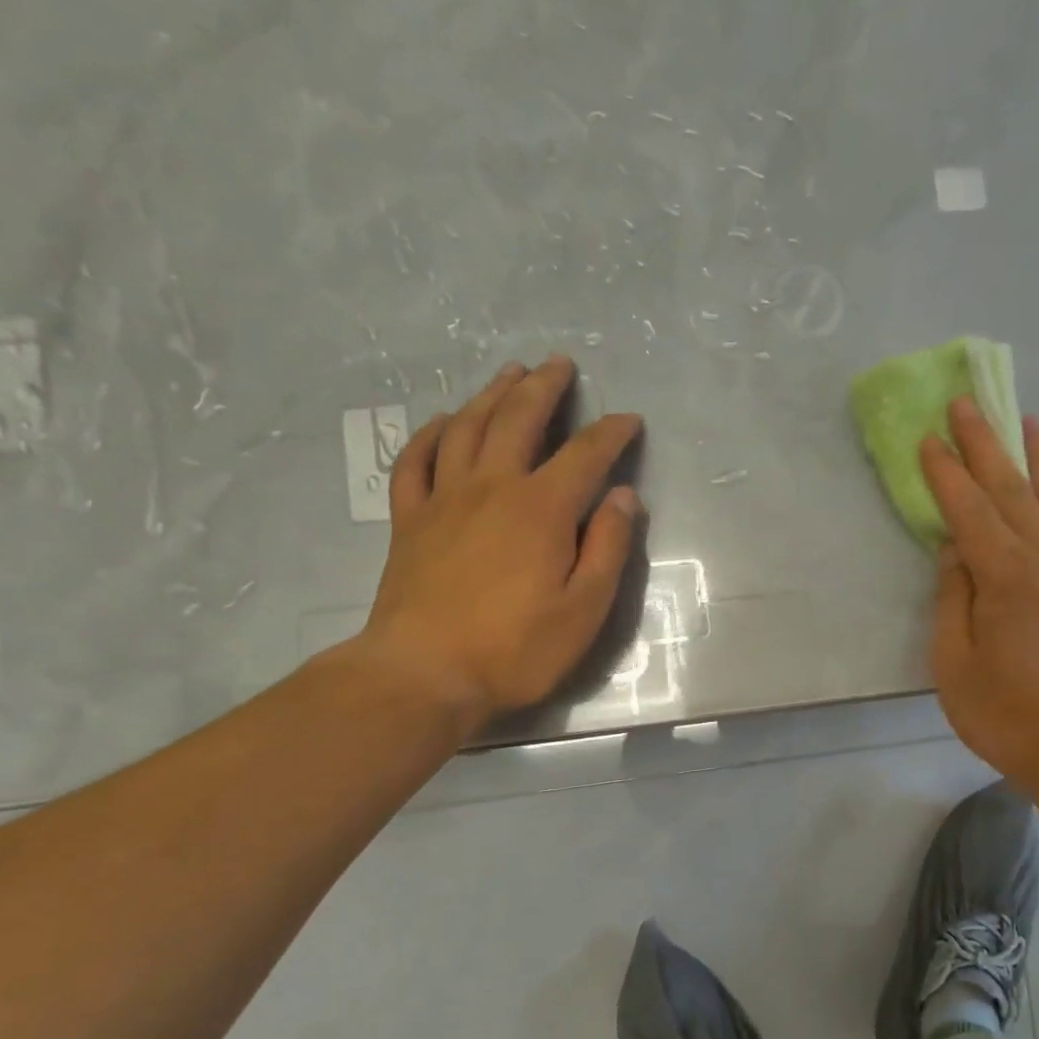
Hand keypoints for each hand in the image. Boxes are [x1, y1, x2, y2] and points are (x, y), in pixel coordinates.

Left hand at [349, 356, 642, 741]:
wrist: (424, 674)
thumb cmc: (516, 649)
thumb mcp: (585, 609)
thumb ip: (608, 548)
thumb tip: (624, 497)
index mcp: (542, 509)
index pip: (585, 454)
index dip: (611, 432)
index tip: (629, 420)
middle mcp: (492, 487)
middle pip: (518, 420)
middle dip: (544, 388)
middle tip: (560, 364)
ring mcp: (444, 500)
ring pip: (467, 427)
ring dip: (492, 394)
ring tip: (510, 373)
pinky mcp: (409, 520)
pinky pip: (416, 460)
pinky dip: (432, 432)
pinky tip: (444, 420)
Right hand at [920, 396, 1038, 802]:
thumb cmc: (1006, 715)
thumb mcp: (954, 664)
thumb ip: (953, 599)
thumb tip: (956, 550)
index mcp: (1008, 577)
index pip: (970, 509)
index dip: (946, 471)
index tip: (929, 437)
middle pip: (1014, 488)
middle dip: (987, 442)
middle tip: (967, 403)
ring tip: (1027, 420)